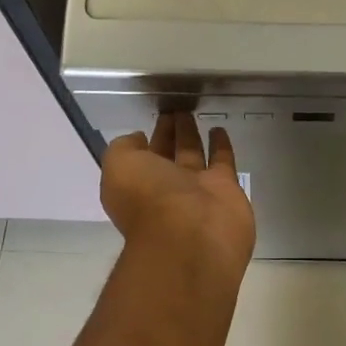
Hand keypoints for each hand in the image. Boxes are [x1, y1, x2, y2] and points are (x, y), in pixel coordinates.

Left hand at [102, 112, 256, 286]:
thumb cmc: (149, 199)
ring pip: (193, 155)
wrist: (191, 236)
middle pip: (167, 154)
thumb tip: (138, 139)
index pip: (142, 156)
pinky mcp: (226, 189)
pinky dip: (221, 145)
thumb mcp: (119, 167)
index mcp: (138, 185)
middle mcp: (166, 188)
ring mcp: (197, 189)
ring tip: (192, 112)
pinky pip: (222, 161)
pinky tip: (219, 129)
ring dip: (192, 135)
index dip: (147, 137)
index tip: (155, 116)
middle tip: (176, 109)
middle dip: (169, 134)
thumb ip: (123, 148)